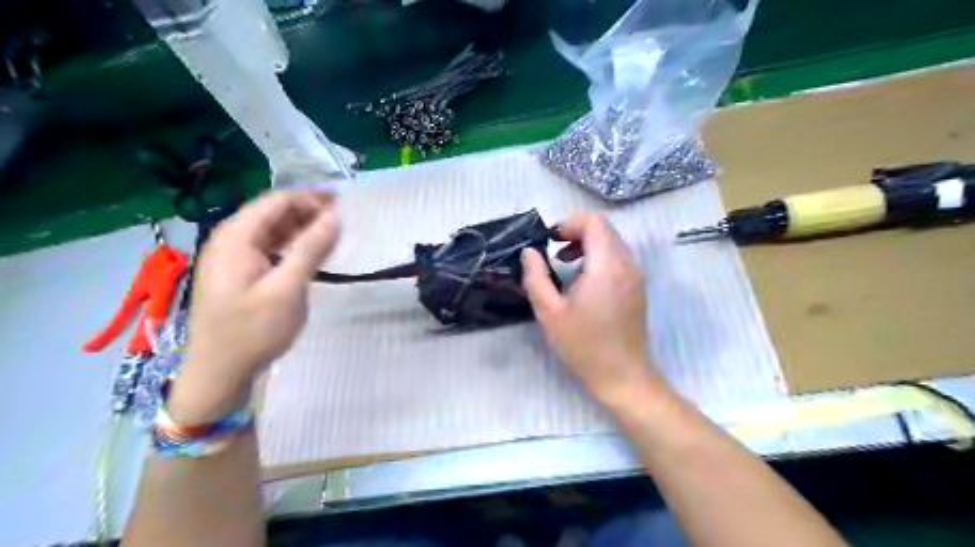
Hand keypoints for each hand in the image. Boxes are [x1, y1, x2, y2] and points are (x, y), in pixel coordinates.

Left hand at [172, 189, 340, 424]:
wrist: (219, 372)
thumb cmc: (253, 330)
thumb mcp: (288, 288)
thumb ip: (311, 248)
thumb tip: (335, 216)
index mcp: (236, 237)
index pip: (277, 201)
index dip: (311, 198)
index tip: (344, 205)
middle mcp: (229, 240)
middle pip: (272, 213)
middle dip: (308, 211)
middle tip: (343, 219)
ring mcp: (231, 258)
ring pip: (271, 231)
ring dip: (301, 228)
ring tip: (333, 234)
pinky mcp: (237, 274)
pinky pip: (267, 248)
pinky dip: (291, 246)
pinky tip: (310, 254)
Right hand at [522, 214, 657, 410]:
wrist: (622, 375)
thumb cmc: (583, 345)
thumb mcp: (549, 312)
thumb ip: (536, 277)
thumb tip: (529, 252)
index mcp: (607, 265)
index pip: (594, 222)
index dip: (569, 223)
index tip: (549, 240)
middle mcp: (627, 264)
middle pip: (604, 229)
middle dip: (576, 232)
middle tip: (552, 251)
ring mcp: (636, 275)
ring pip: (612, 242)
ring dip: (587, 244)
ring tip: (564, 263)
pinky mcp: (637, 287)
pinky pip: (618, 257)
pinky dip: (598, 256)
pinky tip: (582, 279)